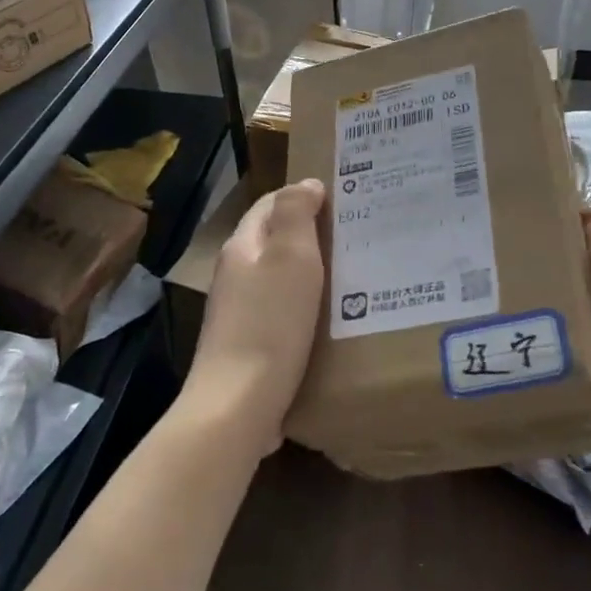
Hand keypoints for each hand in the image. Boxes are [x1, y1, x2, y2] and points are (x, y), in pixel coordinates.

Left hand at [188, 178, 326, 457]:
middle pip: (273, 240)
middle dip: (310, 232)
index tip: (344, 198)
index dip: (303, 195)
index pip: (270, 204)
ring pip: (279, 277)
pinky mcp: (249, 345)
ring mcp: (239, 312)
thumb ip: (296, 214)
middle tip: (355, 234)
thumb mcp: (290, 258)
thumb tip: (306, 184)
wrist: (238, 406)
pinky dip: (306, 304)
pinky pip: (282, 311)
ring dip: (310, 270)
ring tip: (351, 272)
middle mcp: (235, 274)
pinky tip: (330, 317)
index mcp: (242, 246)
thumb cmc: (270, 323)